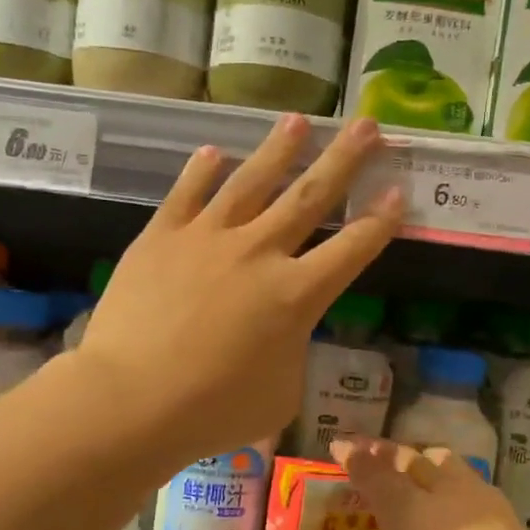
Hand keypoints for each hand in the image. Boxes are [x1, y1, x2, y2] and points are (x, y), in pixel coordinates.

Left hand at [76, 114, 401, 467]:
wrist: (131, 400)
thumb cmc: (213, 410)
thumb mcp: (280, 394)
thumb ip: (291, 351)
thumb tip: (282, 330)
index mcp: (297, 295)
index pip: (352, 248)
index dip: (380, 221)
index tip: (397, 191)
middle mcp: (260, 252)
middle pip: (310, 196)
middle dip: (344, 159)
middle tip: (366, 125)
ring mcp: (208, 238)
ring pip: (251, 181)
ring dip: (279, 148)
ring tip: (300, 120)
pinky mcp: (162, 236)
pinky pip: (187, 194)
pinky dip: (201, 171)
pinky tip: (213, 151)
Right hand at [324, 438, 529, 529]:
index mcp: (408, 514)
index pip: (373, 473)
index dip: (354, 457)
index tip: (340, 444)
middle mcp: (444, 496)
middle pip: (411, 459)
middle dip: (387, 452)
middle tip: (372, 451)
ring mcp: (483, 503)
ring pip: (449, 463)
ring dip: (426, 459)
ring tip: (419, 466)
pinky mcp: (513, 518)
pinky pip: (474, 483)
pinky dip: (455, 481)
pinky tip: (459, 504)